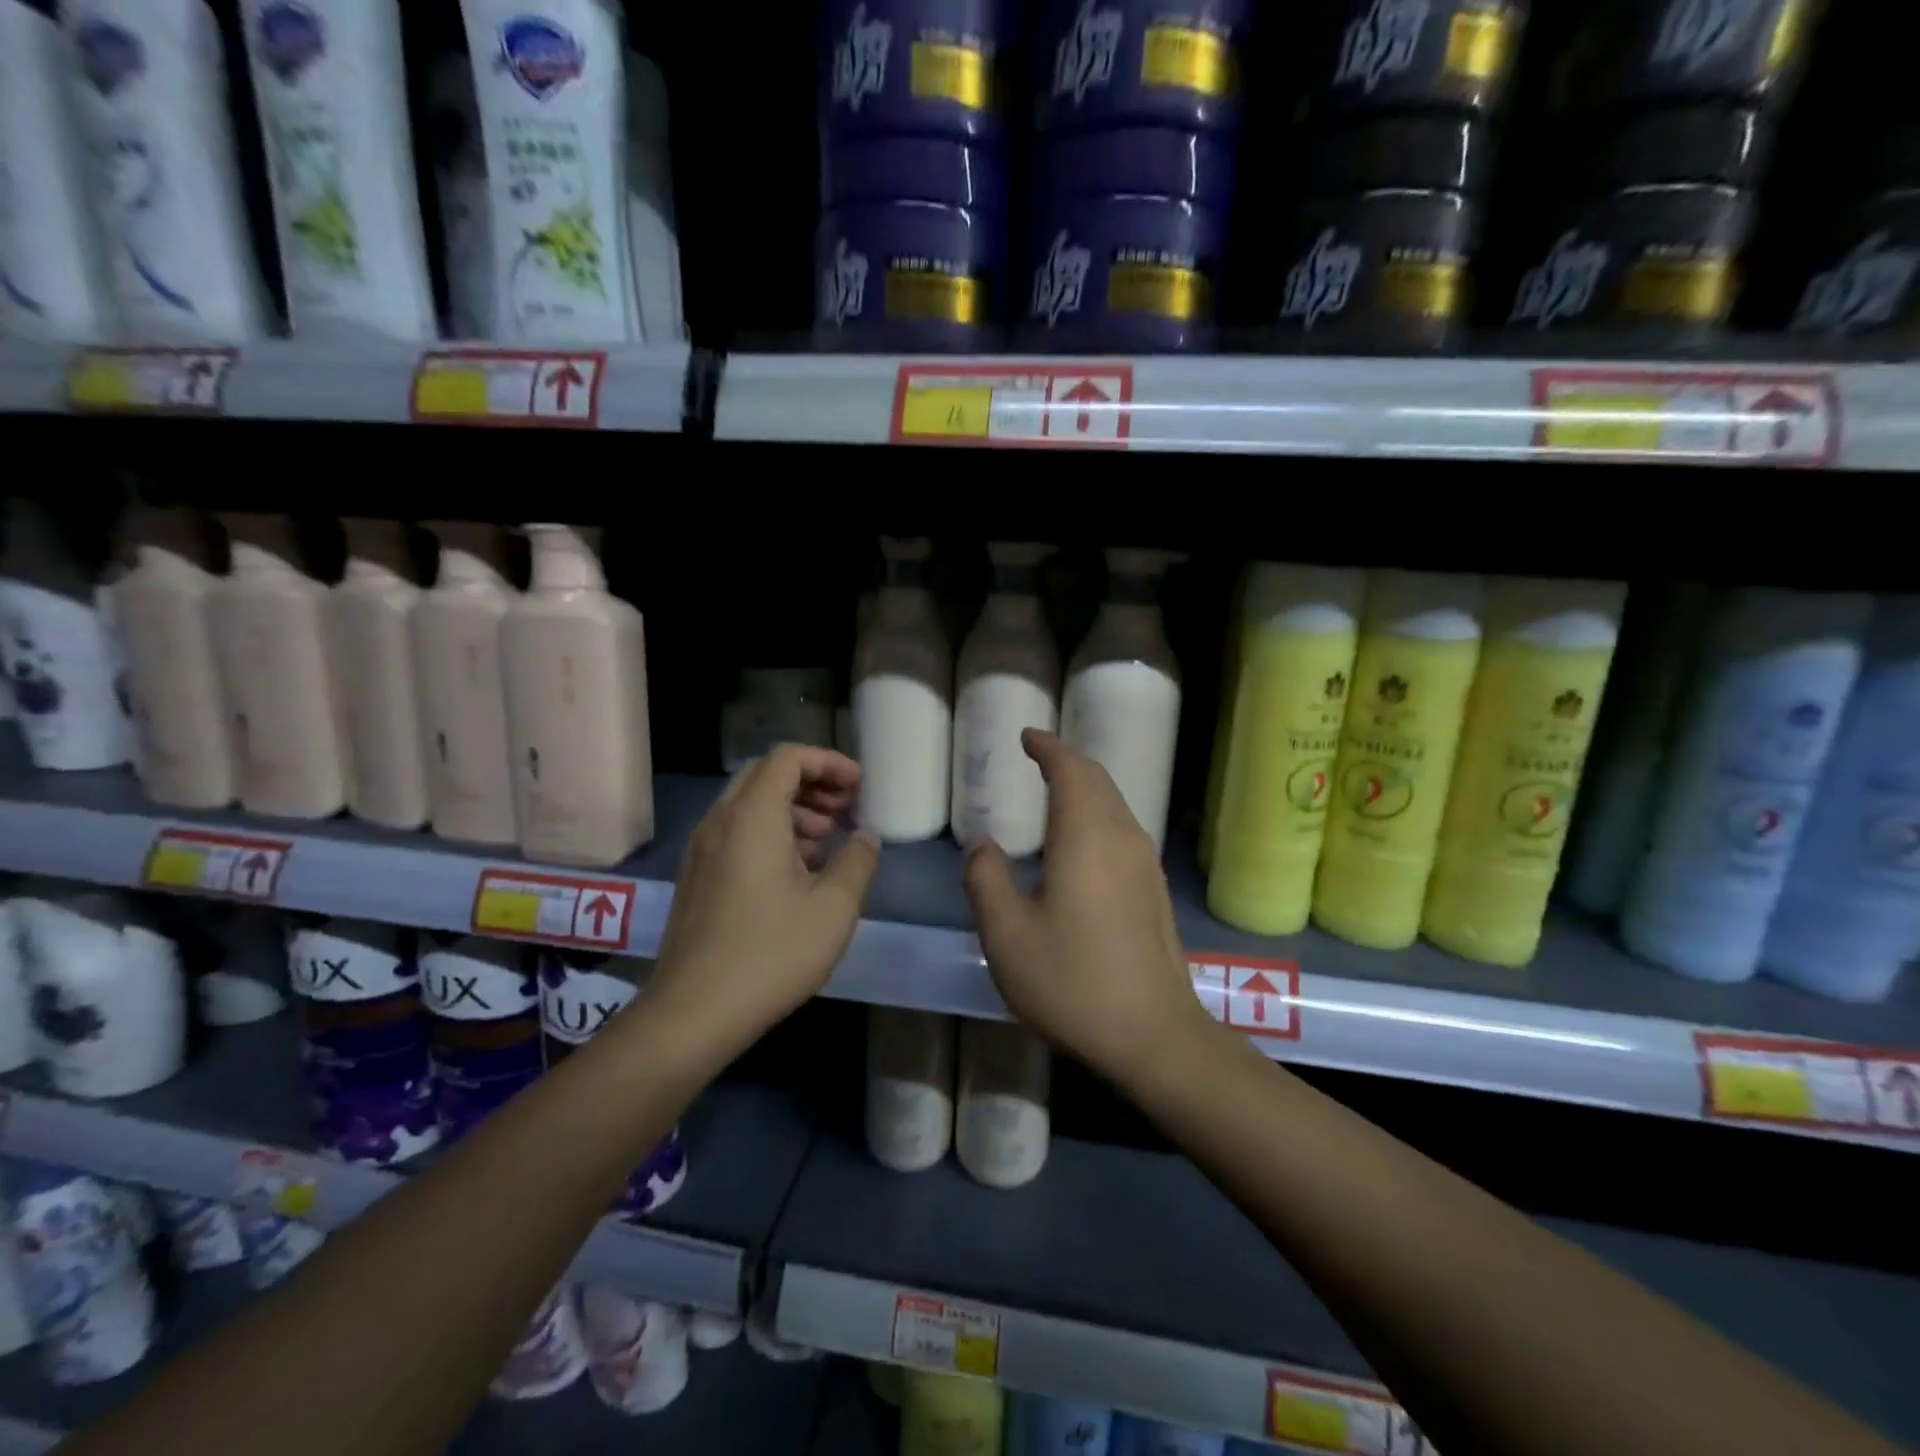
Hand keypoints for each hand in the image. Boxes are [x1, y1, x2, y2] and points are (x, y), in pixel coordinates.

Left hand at [653, 745, 879, 1050]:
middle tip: (846, 809)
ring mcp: (701, 850)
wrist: (693, 1013)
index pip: (788, 758)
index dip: (828, 762)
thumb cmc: (771, 953)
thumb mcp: (833, 908)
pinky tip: (796, 871)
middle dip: (811, 783)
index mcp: (752, 816)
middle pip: (766, 775)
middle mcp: (720, 821)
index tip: (859, 786)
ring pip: (749, 805)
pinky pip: (736, 832)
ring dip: (792, 809)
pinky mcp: (696, 877)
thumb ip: (857, 861)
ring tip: (827, 841)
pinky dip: (770, 832)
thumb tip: (866, 836)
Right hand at [962, 730, 1214, 1083]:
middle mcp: (1123, 838)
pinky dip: (1097, 816)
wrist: (1154, 1037)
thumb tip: (981, 843)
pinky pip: (1123, 832)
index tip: (1027, 736)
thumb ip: (986, 880)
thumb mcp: (1007, 935)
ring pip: (1115, 806)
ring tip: (1055, 794)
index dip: (1048, 747)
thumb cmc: (1072, 982)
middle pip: (1098, 781)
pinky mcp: (1155, 891)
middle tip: (1038, 758)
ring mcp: (1146, 865)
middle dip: (1068, 762)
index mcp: (1086, 836)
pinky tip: (1080, 844)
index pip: (1071, 770)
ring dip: (1085, 789)